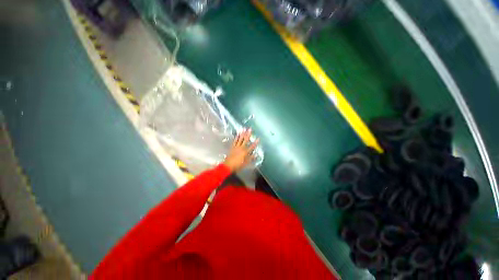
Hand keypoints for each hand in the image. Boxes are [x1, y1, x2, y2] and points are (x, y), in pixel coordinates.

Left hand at [223, 129, 259, 172]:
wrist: (228, 166)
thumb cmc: (238, 165)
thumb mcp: (246, 163)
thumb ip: (251, 158)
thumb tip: (256, 154)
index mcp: (245, 152)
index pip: (252, 146)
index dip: (255, 142)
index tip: (258, 138)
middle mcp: (241, 148)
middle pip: (245, 140)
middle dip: (248, 134)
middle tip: (250, 129)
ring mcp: (236, 147)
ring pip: (240, 139)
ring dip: (242, 134)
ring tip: (244, 129)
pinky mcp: (232, 147)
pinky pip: (235, 141)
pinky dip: (236, 137)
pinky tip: (238, 134)